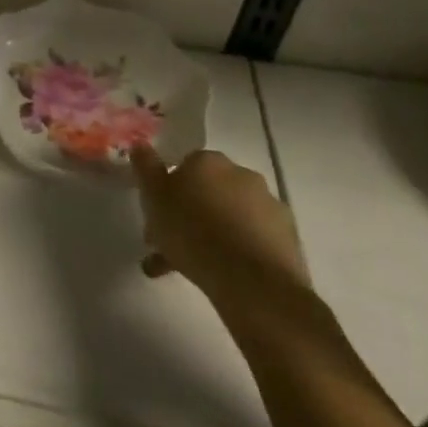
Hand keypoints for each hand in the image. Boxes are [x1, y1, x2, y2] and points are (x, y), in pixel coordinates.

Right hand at [129, 147, 308, 303]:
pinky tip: (221, 276)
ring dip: (211, 235)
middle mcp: (241, 174)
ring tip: (191, 270)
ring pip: (229, 217)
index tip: (157, 217)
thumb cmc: (193, 234)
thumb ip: (145, 168)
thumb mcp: (154, 199)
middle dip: (188, 215)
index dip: (167, 192)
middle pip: (207, 191)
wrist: (253, 283)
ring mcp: (269, 205)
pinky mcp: (288, 237)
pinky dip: (236, 251)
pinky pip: (252, 238)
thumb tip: (139, 142)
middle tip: (169, 247)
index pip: (183, 167)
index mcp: (207, 161)